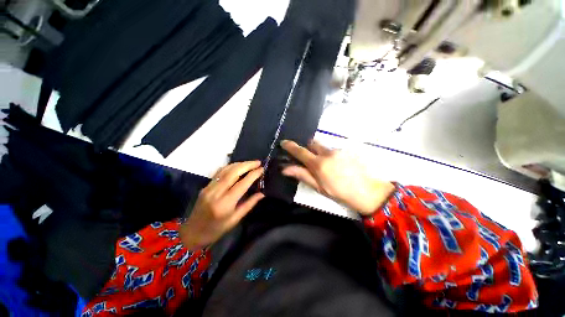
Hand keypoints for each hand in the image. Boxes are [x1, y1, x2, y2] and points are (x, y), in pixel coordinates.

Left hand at [180, 161, 264, 248]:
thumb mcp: (235, 219)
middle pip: (233, 172)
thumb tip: (262, 193)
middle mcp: (216, 193)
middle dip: (247, 165)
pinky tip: (238, 166)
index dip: (253, 175)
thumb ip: (249, 204)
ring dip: (239, 164)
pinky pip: (219, 172)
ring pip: (226, 170)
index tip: (262, 169)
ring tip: (251, 163)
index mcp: (225, 204)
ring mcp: (209, 187)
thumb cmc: (217, 229)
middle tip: (258, 162)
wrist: (193, 232)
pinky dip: (230, 166)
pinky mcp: (206, 186)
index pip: (242, 184)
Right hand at [281, 140, 394, 215]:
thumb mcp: (319, 187)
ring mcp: (339, 150)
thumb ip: (302, 175)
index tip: (284, 143)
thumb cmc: (340, 193)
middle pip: (312, 143)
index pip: (300, 151)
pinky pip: (334, 149)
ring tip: (327, 166)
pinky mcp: (347, 150)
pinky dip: (331, 155)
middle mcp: (328, 153)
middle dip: (308, 148)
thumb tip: (285, 169)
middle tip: (310, 159)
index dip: (290, 146)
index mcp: (319, 164)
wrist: (368, 192)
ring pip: (324, 146)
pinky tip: (338, 165)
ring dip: (320, 153)